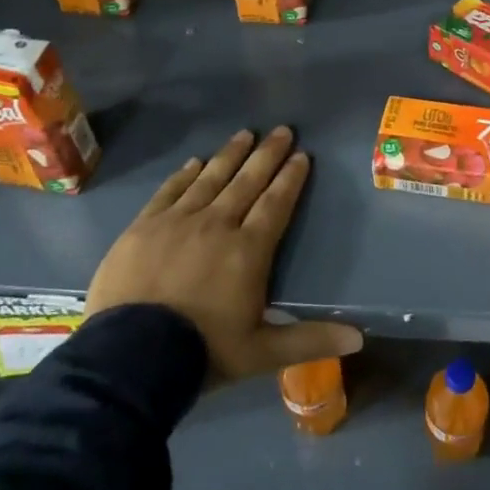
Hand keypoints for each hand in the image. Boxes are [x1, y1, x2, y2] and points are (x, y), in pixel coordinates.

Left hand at [86, 127, 362, 381]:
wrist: (129, 359)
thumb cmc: (202, 352)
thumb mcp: (262, 353)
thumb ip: (310, 339)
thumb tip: (360, 338)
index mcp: (248, 251)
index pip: (276, 204)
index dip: (291, 178)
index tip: (302, 155)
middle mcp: (217, 225)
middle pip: (247, 182)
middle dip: (267, 154)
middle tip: (282, 130)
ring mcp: (177, 222)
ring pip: (210, 178)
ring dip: (230, 155)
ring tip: (245, 134)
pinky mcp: (143, 228)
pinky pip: (169, 191)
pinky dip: (185, 175)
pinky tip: (196, 162)